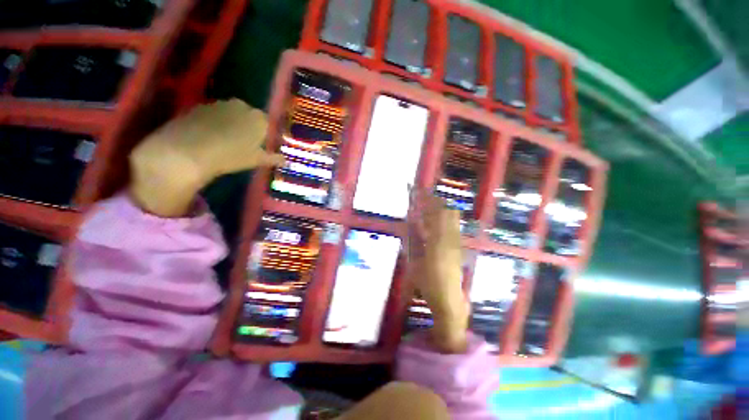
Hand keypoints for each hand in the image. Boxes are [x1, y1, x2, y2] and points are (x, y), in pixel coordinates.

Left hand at [129, 99, 283, 216]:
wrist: (190, 150)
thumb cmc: (232, 156)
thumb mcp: (257, 160)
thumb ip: (273, 158)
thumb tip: (287, 161)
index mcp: (259, 119)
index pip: (267, 123)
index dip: (264, 134)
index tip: (261, 145)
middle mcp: (241, 106)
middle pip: (249, 116)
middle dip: (249, 127)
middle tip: (244, 143)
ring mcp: (219, 104)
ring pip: (231, 113)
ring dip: (231, 123)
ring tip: (226, 140)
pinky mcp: (200, 106)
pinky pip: (214, 114)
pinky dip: (215, 122)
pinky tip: (210, 135)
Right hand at [407, 191, 468, 352]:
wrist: (449, 299)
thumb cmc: (428, 282)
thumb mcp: (414, 260)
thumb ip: (412, 238)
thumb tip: (410, 221)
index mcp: (437, 240)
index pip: (432, 213)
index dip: (425, 200)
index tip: (417, 190)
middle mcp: (449, 237)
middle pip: (445, 211)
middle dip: (434, 199)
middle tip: (423, 194)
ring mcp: (456, 241)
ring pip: (451, 216)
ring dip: (440, 206)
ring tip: (430, 202)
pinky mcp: (458, 246)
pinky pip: (452, 225)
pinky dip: (444, 216)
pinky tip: (438, 217)